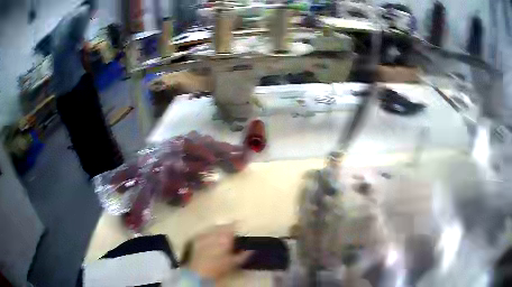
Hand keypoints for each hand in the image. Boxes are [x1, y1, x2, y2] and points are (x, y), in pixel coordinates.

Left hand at [187, 224, 252, 280]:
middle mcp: (214, 234)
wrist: (200, 272)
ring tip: (222, 234)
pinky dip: (209, 234)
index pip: (233, 226)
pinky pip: (205, 232)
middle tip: (231, 232)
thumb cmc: (219, 267)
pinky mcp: (197, 239)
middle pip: (223, 225)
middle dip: (227, 227)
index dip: (237, 224)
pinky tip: (211, 238)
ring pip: (214, 228)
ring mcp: (204, 235)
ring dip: (218, 229)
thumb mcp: (235, 263)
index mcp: (225, 238)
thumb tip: (251, 249)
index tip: (240, 224)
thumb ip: (245, 255)